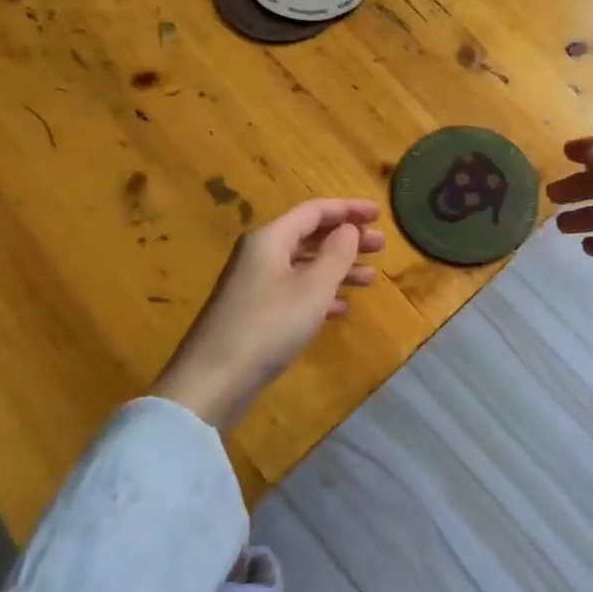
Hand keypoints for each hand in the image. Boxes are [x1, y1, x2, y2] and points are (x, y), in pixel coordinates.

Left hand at [152, 199, 384, 429]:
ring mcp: (254, 284)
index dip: (348, 209)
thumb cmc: (267, 326)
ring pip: (304, 265)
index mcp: (270, 238)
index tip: (379, 214)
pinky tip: (341, 307)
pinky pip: (294, 290)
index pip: (315, 211)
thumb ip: (336, 254)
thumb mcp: (312, 289)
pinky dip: (320, 293)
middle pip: (310, 236)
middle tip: (381, 246)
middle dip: (347, 239)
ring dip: (338, 268)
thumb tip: (348, 228)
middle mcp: (260, 254)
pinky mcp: (253, 312)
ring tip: (371, 279)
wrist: (211, 382)